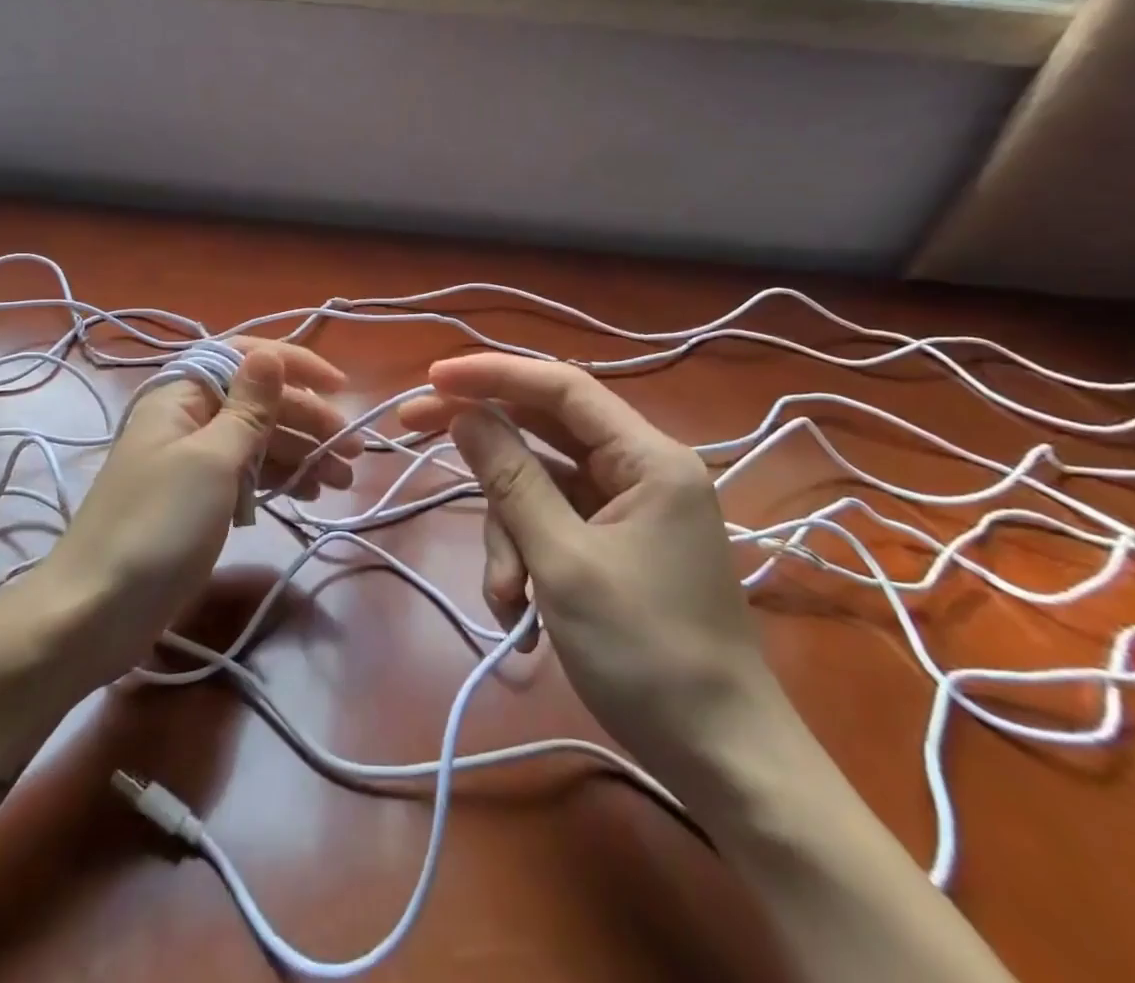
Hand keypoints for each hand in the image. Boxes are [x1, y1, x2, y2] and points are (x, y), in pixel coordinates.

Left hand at [27, 339, 359, 685]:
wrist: (94, 612)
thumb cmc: (158, 526)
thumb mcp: (212, 461)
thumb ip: (248, 408)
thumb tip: (270, 353)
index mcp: (182, 395)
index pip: (245, 358)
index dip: (295, 365)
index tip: (341, 388)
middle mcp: (187, 418)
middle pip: (258, 403)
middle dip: (308, 420)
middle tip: (353, 451)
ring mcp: (190, 461)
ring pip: (256, 441)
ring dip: (300, 452)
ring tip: (342, 479)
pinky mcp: (195, 499)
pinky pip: (245, 474)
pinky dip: (277, 478)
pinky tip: (308, 492)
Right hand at [399, 355, 781, 789]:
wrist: (723, 761)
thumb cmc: (648, 655)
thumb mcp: (564, 561)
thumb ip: (511, 479)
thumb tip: (464, 414)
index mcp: (648, 458)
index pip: (561, 388)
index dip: (494, 374)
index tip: (434, 377)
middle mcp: (640, 469)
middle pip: (542, 431)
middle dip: (483, 447)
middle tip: (412, 429)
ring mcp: (626, 509)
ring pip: (538, 487)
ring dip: (508, 535)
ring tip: (509, 599)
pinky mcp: (614, 545)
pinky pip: (552, 525)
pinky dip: (527, 559)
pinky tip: (524, 614)